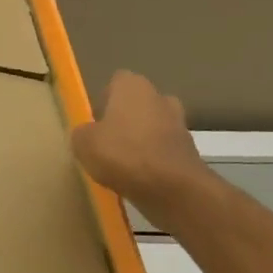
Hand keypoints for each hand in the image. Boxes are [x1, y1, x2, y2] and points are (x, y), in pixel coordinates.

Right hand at [72, 71, 215, 221]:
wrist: (174, 190)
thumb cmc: (123, 155)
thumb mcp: (83, 144)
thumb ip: (82, 133)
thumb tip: (87, 134)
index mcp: (133, 87)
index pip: (116, 82)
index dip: (103, 100)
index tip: (94, 121)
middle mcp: (160, 98)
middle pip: (138, 104)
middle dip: (125, 119)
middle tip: (108, 141)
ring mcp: (179, 124)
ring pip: (153, 127)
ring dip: (141, 140)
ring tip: (122, 163)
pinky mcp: (190, 152)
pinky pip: (164, 150)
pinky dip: (154, 160)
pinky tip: (139, 178)